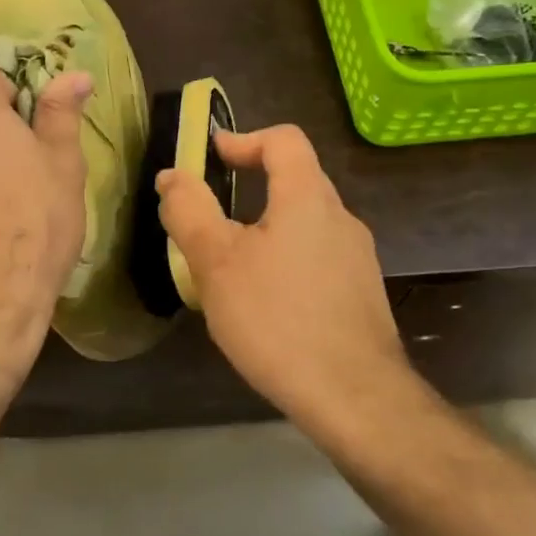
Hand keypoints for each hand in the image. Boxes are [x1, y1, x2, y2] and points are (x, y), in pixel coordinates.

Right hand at [156, 124, 406, 420]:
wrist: (354, 396)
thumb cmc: (277, 319)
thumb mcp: (217, 263)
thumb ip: (189, 211)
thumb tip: (172, 176)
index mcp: (308, 198)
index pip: (284, 140)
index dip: (245, 139)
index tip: (213, 157)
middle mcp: (341, 218)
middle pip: (297, 180)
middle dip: (253, 186)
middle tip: (213, 216)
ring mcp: (358, 258)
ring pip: (307, 224)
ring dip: (269, 228)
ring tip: (234, 266)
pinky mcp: (363, 294)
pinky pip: (318, 258)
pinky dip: (288, 261)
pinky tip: (268, 304)